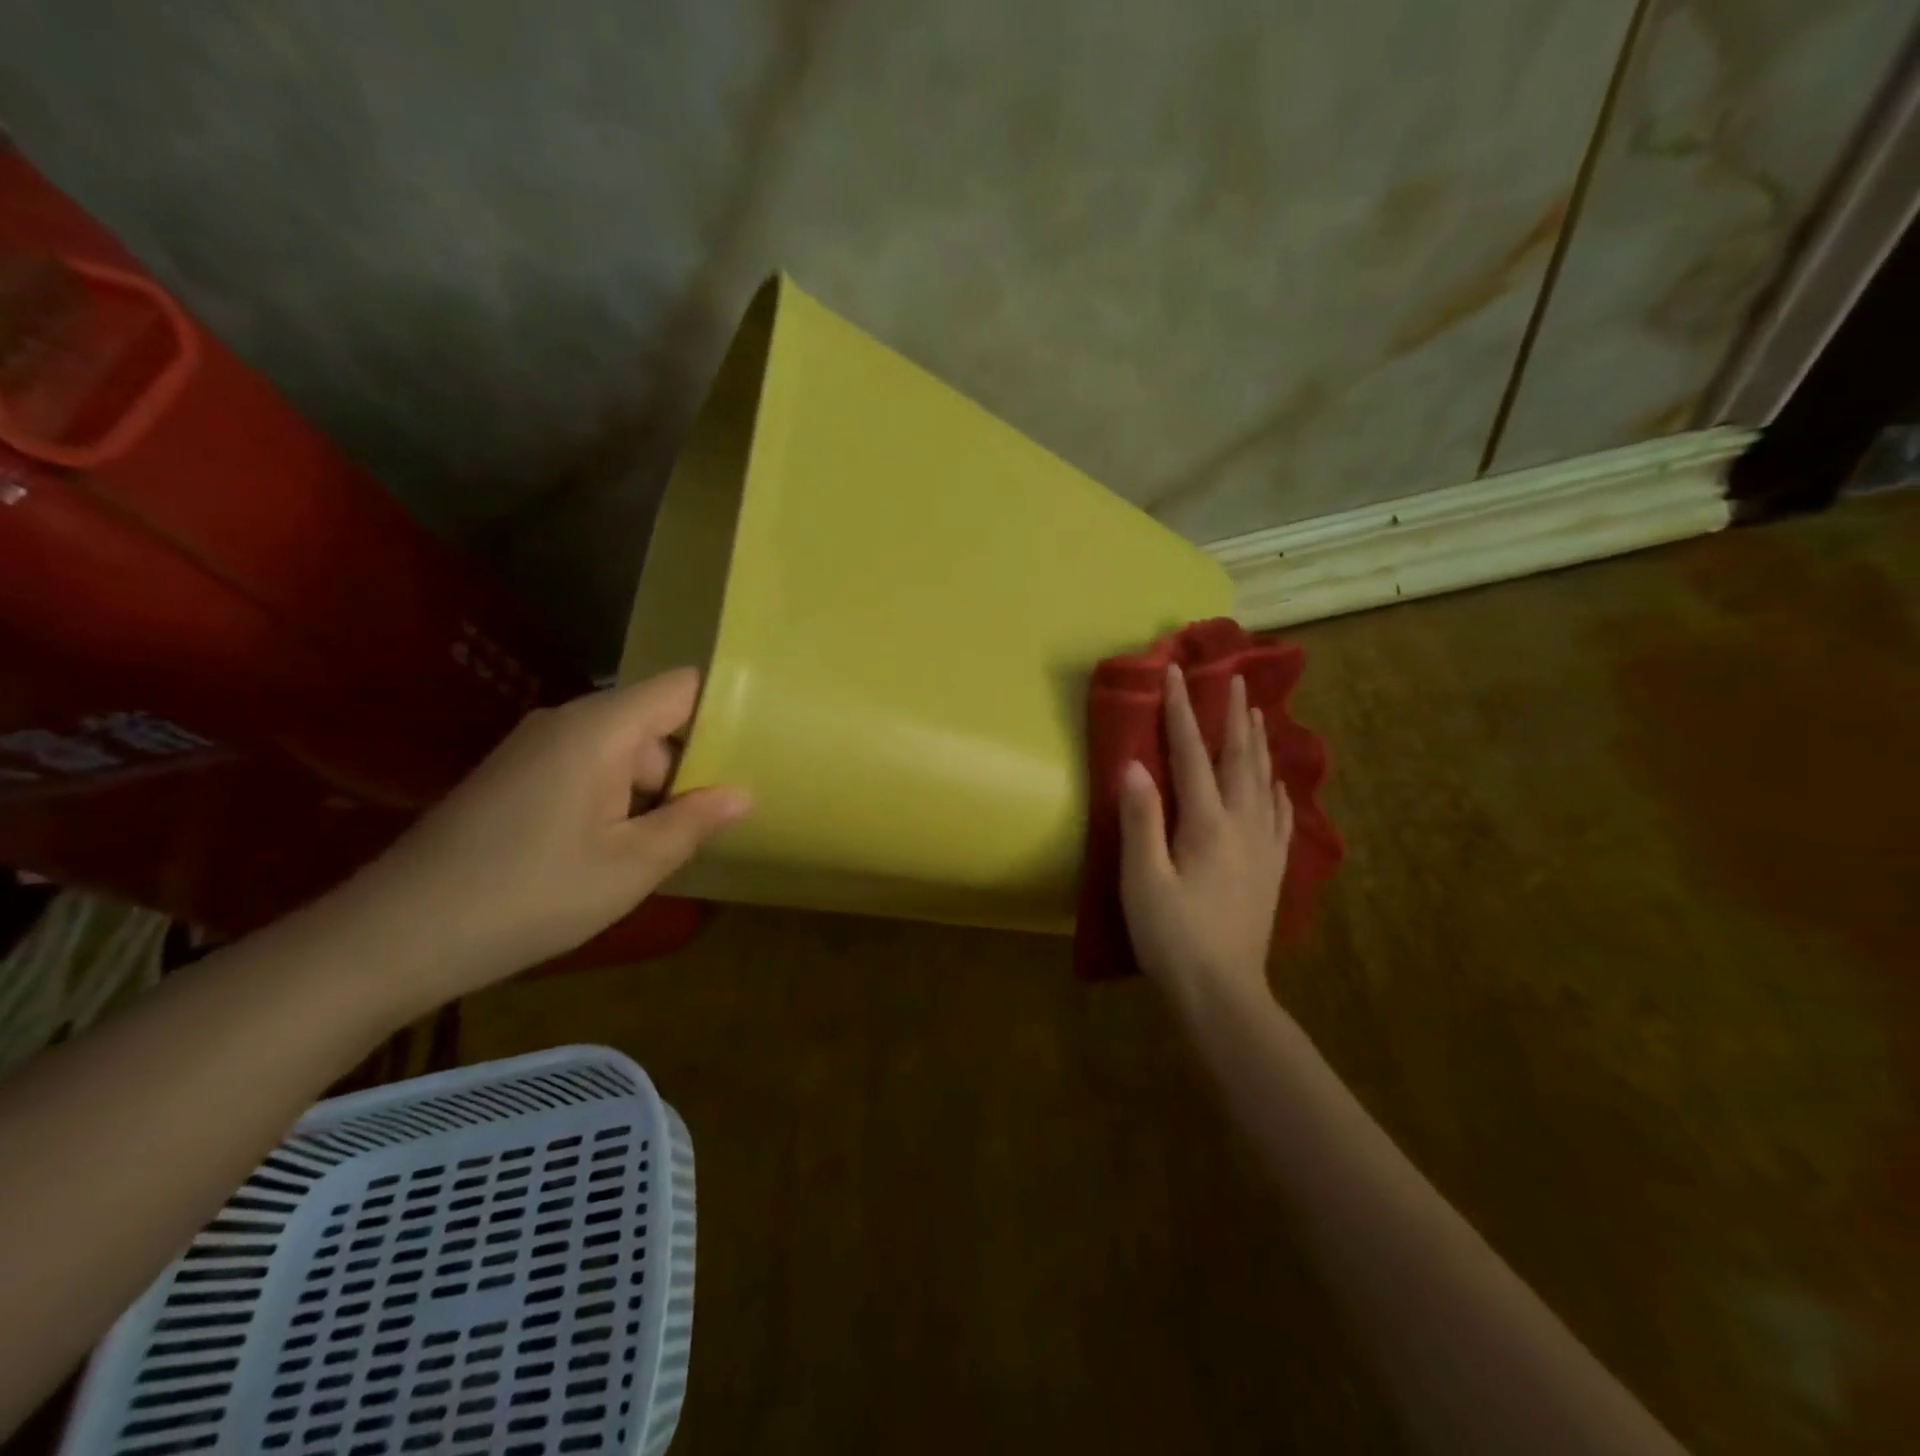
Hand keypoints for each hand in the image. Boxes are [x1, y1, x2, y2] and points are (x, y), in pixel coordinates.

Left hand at [342, 668, 748, 1000]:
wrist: (395, 936)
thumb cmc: (531, 894)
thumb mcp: (631, 866)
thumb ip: (694, 822)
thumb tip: (743, 793)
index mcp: (600, 728)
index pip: (681, 688)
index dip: (723, 709)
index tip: (759, 747)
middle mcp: (567, 723)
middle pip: (654, 723)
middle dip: (690, 766)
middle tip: (722, 817)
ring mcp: (536, 750)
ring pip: (622, 751)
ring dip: (653, 790)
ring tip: (678, 842)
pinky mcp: (516, 778)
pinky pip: (588, 770)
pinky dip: (617, 800)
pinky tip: (622, 849)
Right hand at [1118, 665, 1291, 1001]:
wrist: (1223, 993)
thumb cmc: (1173, 937)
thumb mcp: (1143, 880)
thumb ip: (1141, 820)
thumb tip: (1134, 765)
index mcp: (1208, 824)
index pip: (1192, 754)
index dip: (1183, 712)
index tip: (1176, 673)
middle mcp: (1243, 825)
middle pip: (1240, 759)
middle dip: (1235, 717)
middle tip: (1236, 680)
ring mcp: (1263, 848)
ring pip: (1265, 783)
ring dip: (1259, 745)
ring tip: (1259, 716)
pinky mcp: (1271, 871)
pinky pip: (1282, 819)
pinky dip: (1280, 793)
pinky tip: (1281, 785)